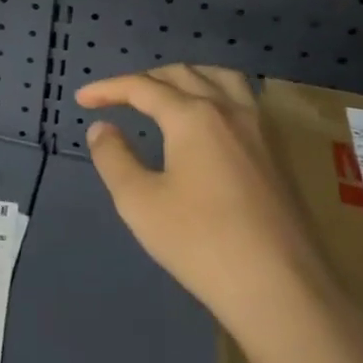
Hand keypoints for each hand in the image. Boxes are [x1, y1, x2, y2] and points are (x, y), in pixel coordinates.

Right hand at [78, 65, 340, 339]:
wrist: (280, 288)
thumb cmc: (200, 243)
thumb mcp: (139, 202)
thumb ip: (114, 158)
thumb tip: (102, 128)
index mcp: (193, 116)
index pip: (142, 87)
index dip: (108, 89)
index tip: (82, 99)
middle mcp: (229, 110)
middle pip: (182, 74)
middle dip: (145, 79)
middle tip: (118, 98)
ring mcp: (260, 129)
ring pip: (221, 78)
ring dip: (187, 77)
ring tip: (167, 94)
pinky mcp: (278, 152)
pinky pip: (243, 100)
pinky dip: (216, 93)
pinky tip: (210, 122)